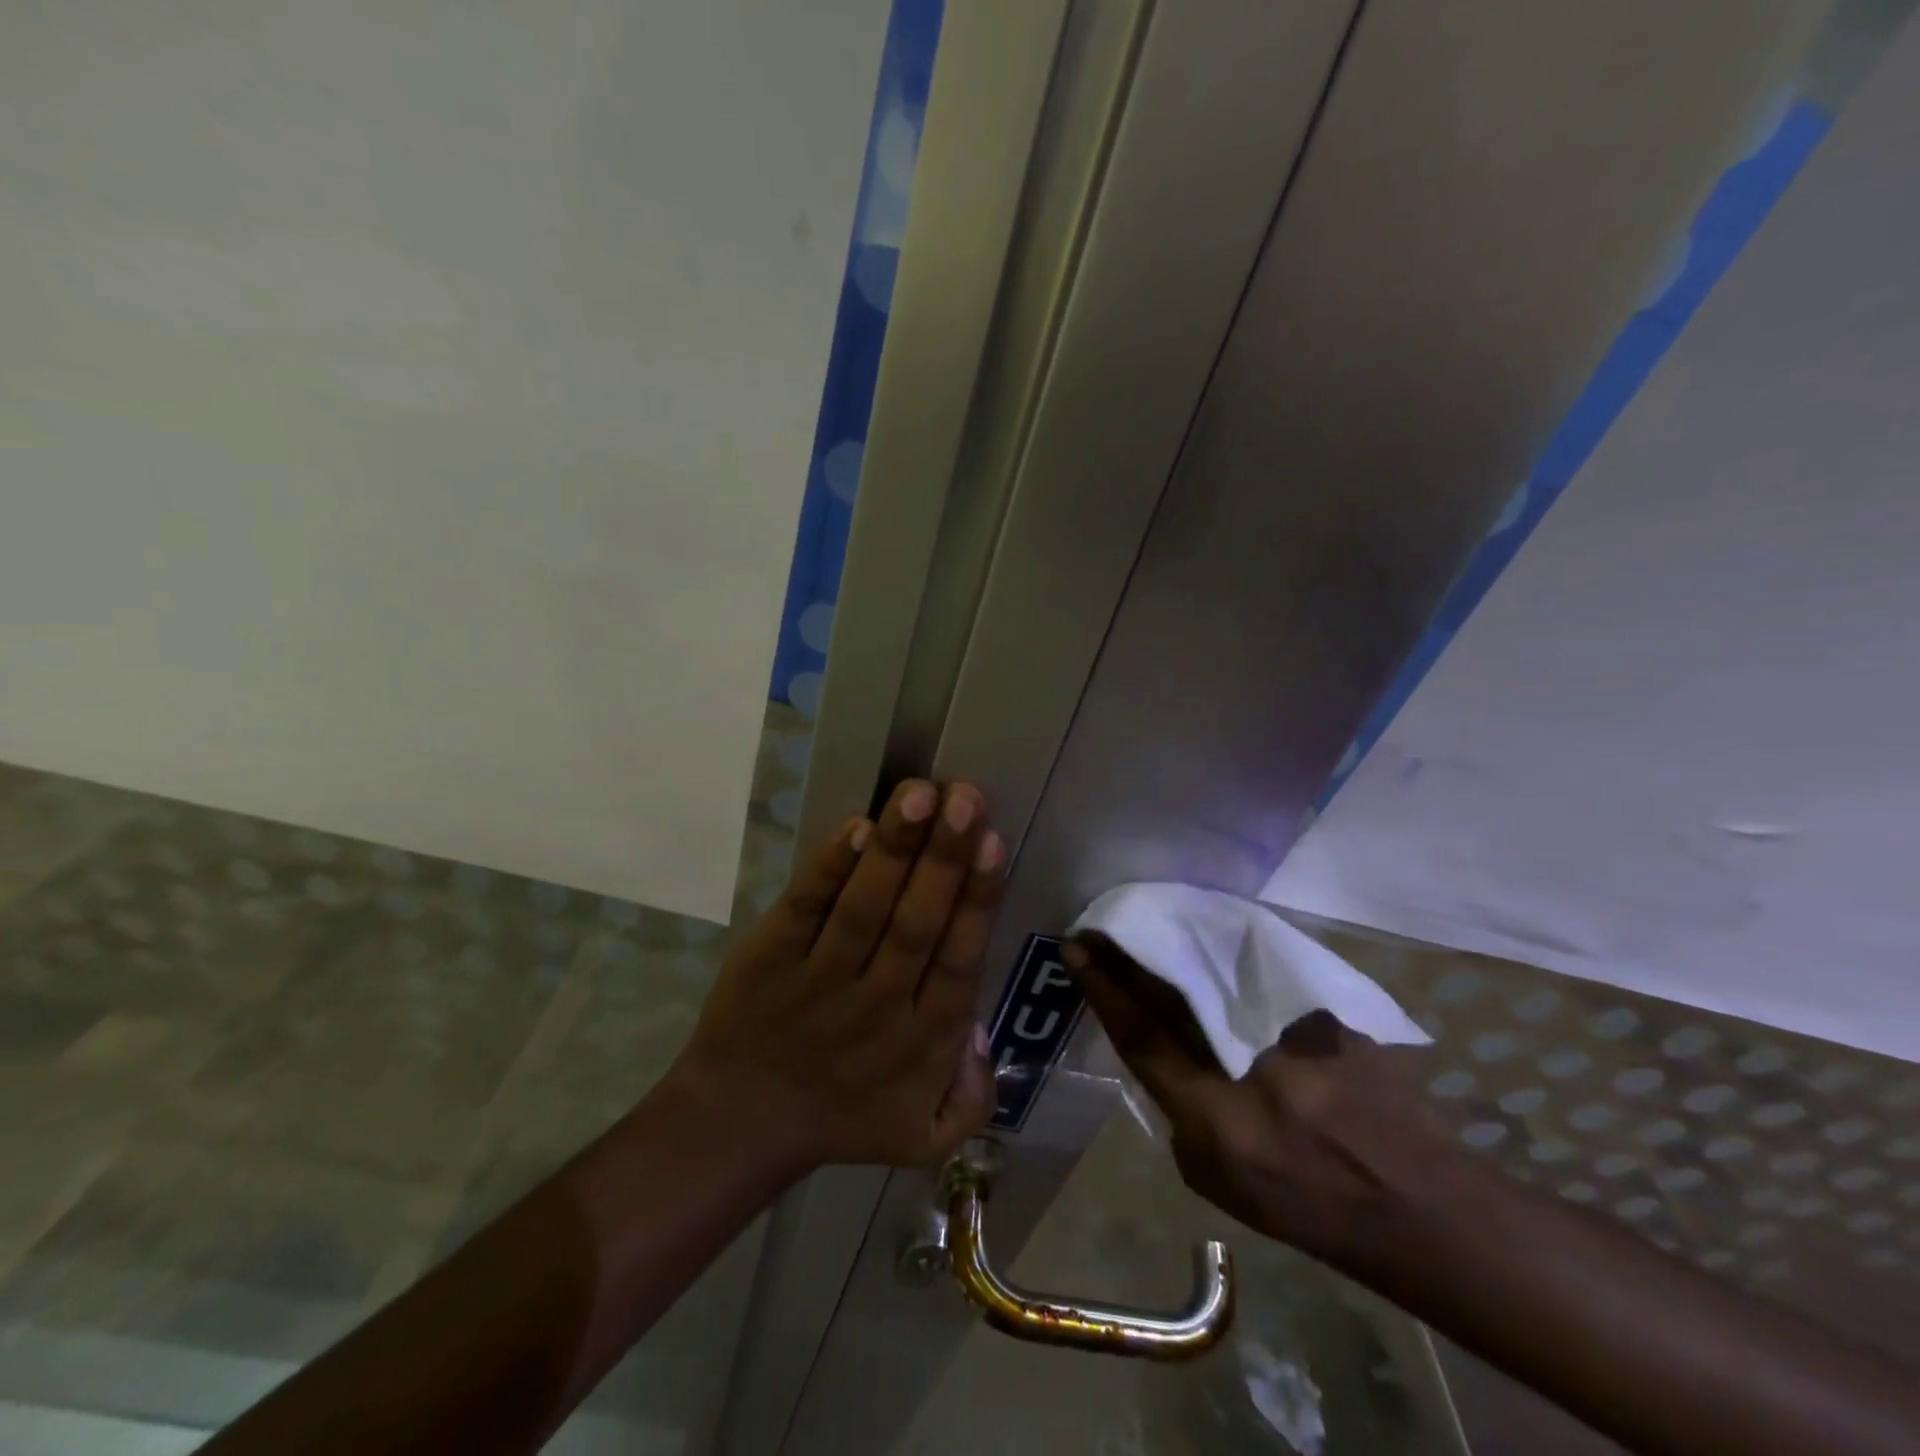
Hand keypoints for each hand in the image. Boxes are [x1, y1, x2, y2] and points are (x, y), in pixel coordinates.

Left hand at [669, 779, 1006, 1174]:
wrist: (738, 1126)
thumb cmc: (842, 1116)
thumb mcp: (923, 1135)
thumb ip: (973, 1096)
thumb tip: (981, 1030)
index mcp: (922, 1041)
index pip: (958, 960)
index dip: (977, 899)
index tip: (994, 840)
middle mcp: (877, 1006)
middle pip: (917, 924)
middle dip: (944, 857)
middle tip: (966, 796)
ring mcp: (819, 979)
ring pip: (864, 908)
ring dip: (895, 848)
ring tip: (920, 793)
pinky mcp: (769, 958)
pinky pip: (805, 908)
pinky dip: (830, 869)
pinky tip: (858, 828)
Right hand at [1065, 934, 1452, 1271]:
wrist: (1414, 1202)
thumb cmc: (1306, 1208)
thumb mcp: (1219, 1181)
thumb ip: (1180, 1113)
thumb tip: (1165, 1054)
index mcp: (1215, 1117)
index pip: (1142, 1035)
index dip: (1103, 987)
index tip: (1075, 949)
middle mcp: (1249, 1065)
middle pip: (1172, 991)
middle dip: (1128, 951)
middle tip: (1099, 922)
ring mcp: (1292, 1032)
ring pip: (1217, 972)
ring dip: (1174, 943)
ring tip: (1145, 918)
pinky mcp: (1326, 1012)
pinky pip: (1259, 973)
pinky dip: (1227, 954)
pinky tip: (1209, 935)